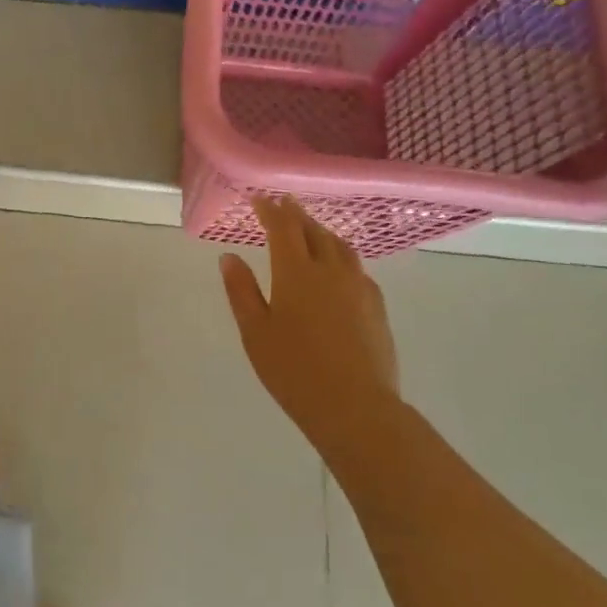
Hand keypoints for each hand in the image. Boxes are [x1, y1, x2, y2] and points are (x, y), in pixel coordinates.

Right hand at [220, 198, 399, 459]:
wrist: (355, 407)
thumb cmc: (294, 370)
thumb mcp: (255, 332)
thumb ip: (241, 291)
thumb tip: (229, 257)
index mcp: (296, 272)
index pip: (283, 227)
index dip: (270, 210)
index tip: (259, 199)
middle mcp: (330, 270)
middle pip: (313, 231)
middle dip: (296, 214)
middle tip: (283, 204)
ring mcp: (358, 286)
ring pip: (339, 246)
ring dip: (321, 231)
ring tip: (310, 229)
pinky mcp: (377, 306)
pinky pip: (357, 267)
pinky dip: (341, 255)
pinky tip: (339, 268)